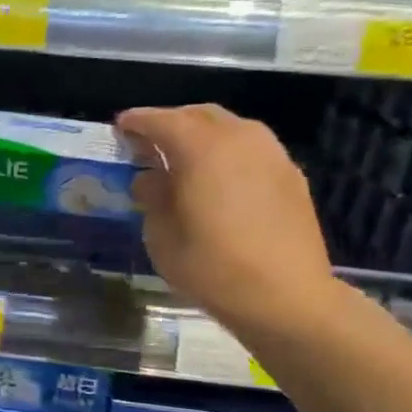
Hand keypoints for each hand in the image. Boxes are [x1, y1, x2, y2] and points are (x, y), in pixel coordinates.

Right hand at [117, 105, 336, 336]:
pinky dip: (228, 151)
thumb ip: (153, 197)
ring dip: (203, 134)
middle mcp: (240, 140)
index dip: (138, 121)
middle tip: (149, 141)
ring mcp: (271, 155)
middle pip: (199, 115)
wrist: (286, 297)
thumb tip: (151, 178)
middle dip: (172, 122)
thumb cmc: (212, 268)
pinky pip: (252, 148)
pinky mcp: (291, 175)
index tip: (120, 126)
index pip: (162, 121)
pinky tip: (218, 177)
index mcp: (202, 149)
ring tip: (183, 157)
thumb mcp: (161, 236)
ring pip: (230, 127)